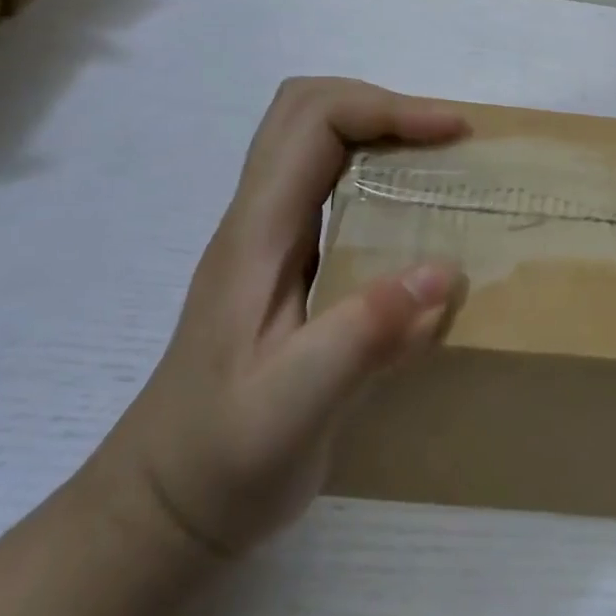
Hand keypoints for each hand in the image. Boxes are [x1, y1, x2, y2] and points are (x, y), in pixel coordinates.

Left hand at [91, 79, 467, 557]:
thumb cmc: (220, 460)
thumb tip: (446, 271)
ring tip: (439, 162)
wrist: (163, 511)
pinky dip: (377, 170)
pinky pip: (330, 181)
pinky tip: (413, 214)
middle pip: (307, 107)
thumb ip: (365, 336)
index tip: (452, 134)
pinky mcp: (284, 259)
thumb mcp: (293, 409)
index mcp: (257, 233)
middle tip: (444, 139)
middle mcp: (258, 217)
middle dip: (383, 105)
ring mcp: (267, 236)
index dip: (387, 109)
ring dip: (380, 130)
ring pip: (316, 138)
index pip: (314, 120)